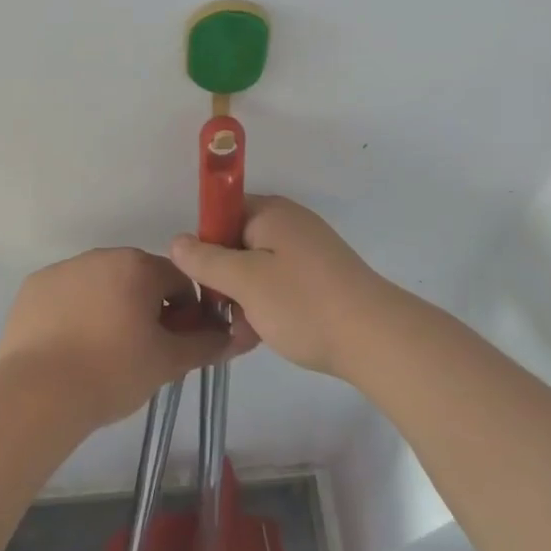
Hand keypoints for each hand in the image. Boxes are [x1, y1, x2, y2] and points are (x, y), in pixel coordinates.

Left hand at [0, 248, 248, 428]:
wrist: (38, 394)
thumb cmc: (112, 372)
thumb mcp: (168, 362)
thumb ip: (205, 344)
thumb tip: (235, 336)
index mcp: (138, 266)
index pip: (178, 280)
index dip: (185, 311)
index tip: (175, 343)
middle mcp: (102, 256)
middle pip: (138, 278)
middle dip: (146, 307)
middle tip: (141, 350)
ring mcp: (64, 269)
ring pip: (101, 284)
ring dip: (110, 307)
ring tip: (102, 352)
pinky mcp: (34, 287)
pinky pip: (66, 294)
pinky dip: (74, 312)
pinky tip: (70, 347)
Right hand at [169, 197, 393, 377]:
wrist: (374, 338)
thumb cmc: (302, 303)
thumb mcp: (244, 281)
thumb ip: (206, 259)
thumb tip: (177, 240)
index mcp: (271, 212)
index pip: (222, 213)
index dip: (205, 244)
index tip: (202, 280)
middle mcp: (290, 223)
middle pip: (238, 242)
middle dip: (224, 278)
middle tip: (221, 314)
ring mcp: (308, 251)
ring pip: (257, 269)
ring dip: (244, 298)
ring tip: (243, 333)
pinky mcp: (321, 278)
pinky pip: (280, 284)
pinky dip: (267, 305)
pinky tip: (262, 336)